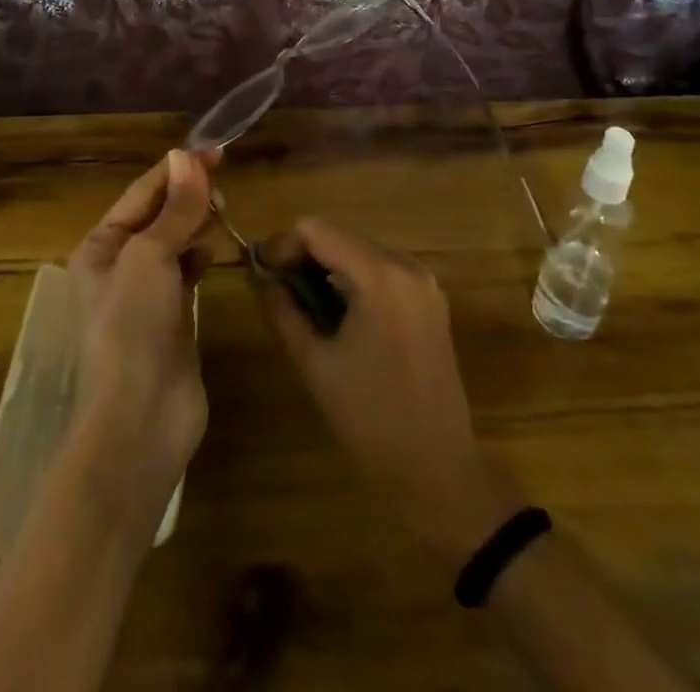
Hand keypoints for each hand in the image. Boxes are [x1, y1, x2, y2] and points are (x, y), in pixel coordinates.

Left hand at [65, 150, 217, 526]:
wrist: (141, 420)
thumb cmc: (133, 328)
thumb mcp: (150, 257)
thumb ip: (174, 209)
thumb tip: (186, 157)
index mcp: (100, 247)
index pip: (141, 193)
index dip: (177, 169)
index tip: (215, 150)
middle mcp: (118, 265)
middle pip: (158, 214)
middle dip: (188, 194)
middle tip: (224, 182)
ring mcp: (145, 293)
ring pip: (174, 240)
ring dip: (195, 221)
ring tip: (222, 209)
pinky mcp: (172, 316)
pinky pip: (186, 269)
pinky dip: (200, 253)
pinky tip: (214, 250)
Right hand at [257, 219, 522, 566]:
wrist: (437, 469)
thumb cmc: (370, 419)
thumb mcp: (315, 363)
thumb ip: (283, 310)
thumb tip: (261, 278)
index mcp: (379, 276)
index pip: (316, 230)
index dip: (283, 244)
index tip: (263, 274)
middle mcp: (406, 265)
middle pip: (341, 235)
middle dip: (305, 255)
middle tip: (279, 289)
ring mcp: (424, 281)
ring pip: (362, 250)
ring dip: (329, 266)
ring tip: (305, 304)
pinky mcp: (431, 299)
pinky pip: (383, 270)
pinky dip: (355, 279)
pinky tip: (340, 313)